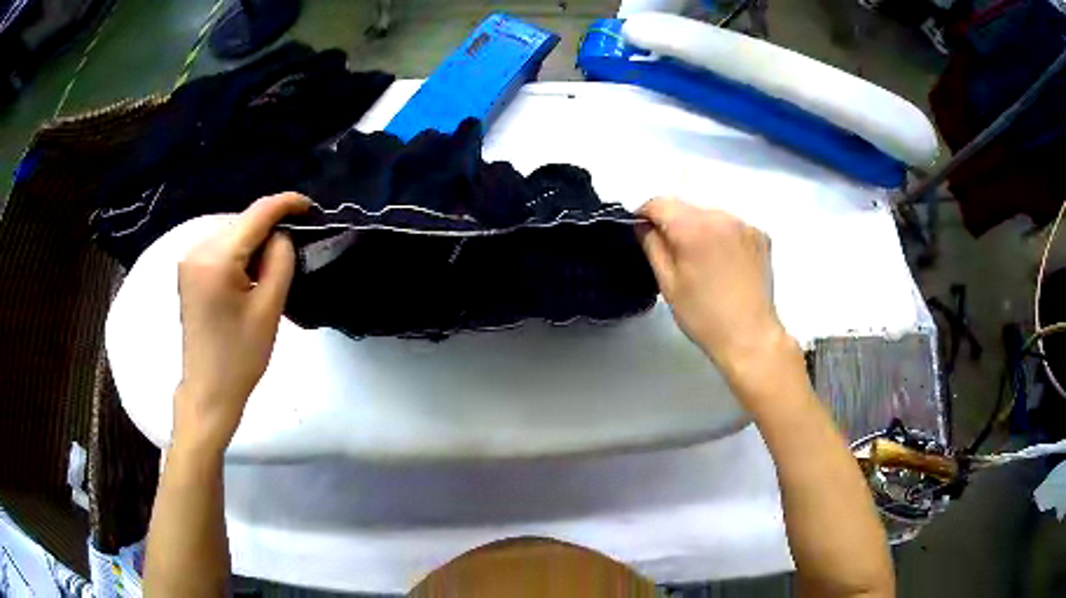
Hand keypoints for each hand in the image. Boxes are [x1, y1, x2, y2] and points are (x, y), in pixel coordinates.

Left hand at [174, 192, 310, 453]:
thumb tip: (282, 234)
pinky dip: (239, 251)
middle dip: (269, 228)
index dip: (286, 204)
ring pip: (232, 231)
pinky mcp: (188, 270)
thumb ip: (280, 260)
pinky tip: (249, 274)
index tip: (312, 208)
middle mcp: (196, 248)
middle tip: (293, 251)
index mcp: (215, 258)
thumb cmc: (240, 356)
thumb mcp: (269, 308)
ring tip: (270, 269)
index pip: (256, 214)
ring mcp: (188, 258)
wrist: (208, 389)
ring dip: (254, 241)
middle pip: (242, 221)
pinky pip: (220, 245)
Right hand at [638, 198, 791, 379]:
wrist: (750, 336)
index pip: (660, 203)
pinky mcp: (761, 235)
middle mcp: (721, 216)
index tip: (642, 233)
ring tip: (702, 263)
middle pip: (686, 208)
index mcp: (694, 227)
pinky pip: (731, 226)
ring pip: (709, 216)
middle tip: (674, 256)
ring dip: (700, 230)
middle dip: (674, 225)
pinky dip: (723, 237)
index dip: (645, 214)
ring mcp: (745, 225)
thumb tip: (643, 225)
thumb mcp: (668, 283)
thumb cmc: (704, 316)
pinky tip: (724, 264)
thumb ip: (652, 245)